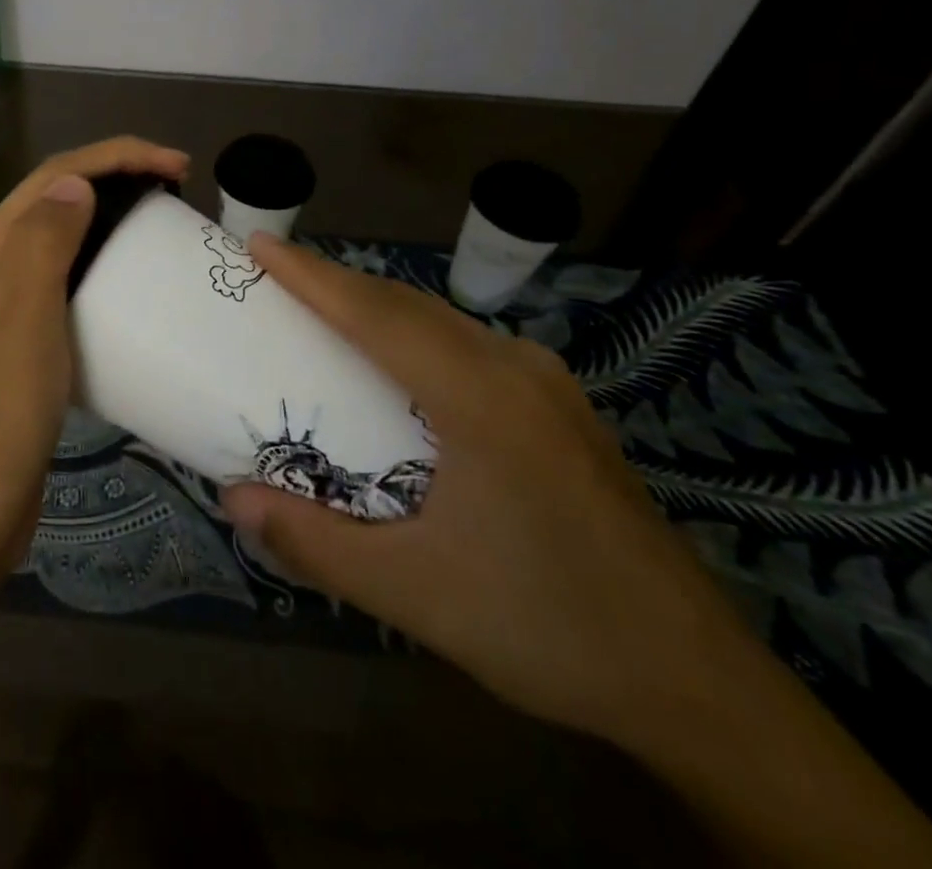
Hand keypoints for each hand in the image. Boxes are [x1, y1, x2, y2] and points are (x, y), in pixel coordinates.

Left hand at [0, 136, 188, 599]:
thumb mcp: (23, 316)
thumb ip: (44, 239)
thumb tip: (75, 180)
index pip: (54, 177)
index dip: (117, 157)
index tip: (179, 166)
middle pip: (55, 200)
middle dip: (115, 179)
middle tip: (177, 191)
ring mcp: (0, 308)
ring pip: (61, 241)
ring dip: (108, 220)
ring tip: (159, 226)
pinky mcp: (19, 344)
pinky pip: (64, 285)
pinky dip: (100, 268)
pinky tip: (128, 286)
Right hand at [219, 235, 765, 750]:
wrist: (698, 686)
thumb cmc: (548, 627)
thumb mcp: (415, 594)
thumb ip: (315, 545)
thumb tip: (233, 500)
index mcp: (481, 398)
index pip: (377, 315)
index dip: (311, 276)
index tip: (258, 244)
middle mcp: (516, 370)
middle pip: (408, 304)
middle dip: (336, 281)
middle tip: (274, 277)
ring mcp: (547, 385)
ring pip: (442, 320)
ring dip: (376, 306)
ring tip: (321, 311)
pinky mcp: (561, 409)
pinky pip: (469, 345)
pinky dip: (414, 333)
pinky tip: (397, 365)